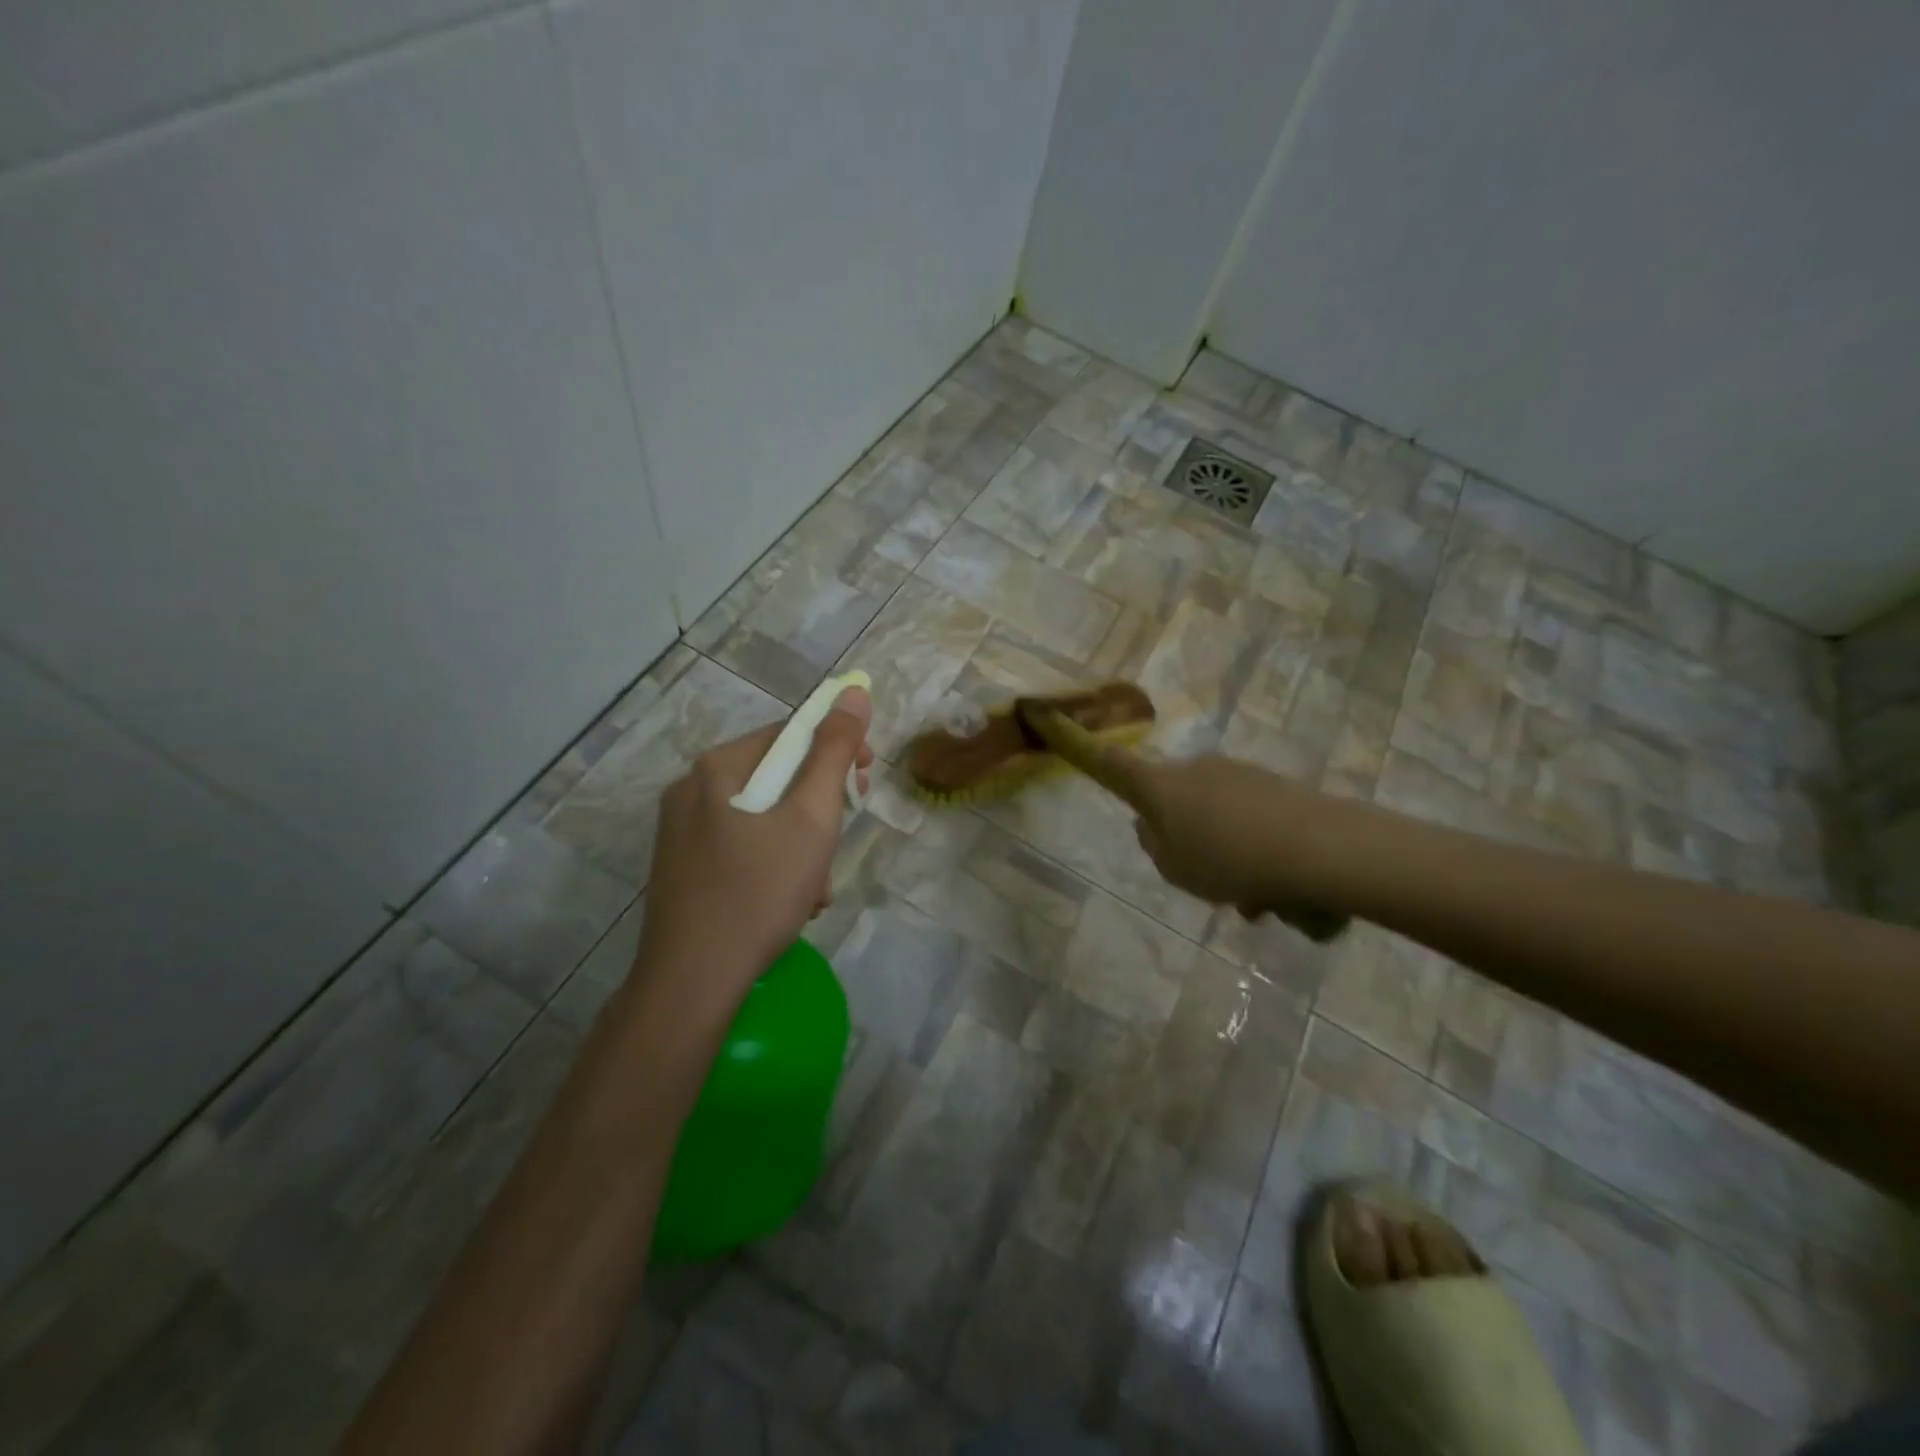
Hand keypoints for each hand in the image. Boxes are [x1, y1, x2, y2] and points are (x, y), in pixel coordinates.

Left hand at [632, 686, 873, 1015]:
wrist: (692, 982)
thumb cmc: (758, 892)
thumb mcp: (811, 818)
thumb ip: (834, 752)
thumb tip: (854, 693)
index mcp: (717, 767)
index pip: (790, 734)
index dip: (837, 751)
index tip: (865, 782)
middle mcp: (690, 790)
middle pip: (776, 778)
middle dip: (818, 811)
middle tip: (836, 845)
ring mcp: (680, 833)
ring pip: (762, 819)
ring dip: (800, 845)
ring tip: (815, 888)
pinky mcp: (681, 869)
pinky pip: (741, 848)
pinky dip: (773, 866)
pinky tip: (789, 903)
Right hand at [1022, 705, 1348, 940]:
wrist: (1323, 849)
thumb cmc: (1231, 861)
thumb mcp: (1177, 869)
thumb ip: (1156, 847)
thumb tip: (1152, 825)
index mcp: (1161, 788)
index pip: (1111, 764)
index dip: (1080, 745)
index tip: (1050, 713)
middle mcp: (1195, 770)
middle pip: (1175, 801)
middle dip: (1188, 838)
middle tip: (1211, 882)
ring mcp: (1238, 774)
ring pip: (1217, 817)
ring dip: (1228, 854)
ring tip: (1258, 900)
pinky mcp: (1275, 785)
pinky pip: (1251, 821)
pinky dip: (1257, 850)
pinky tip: (1282, 888)